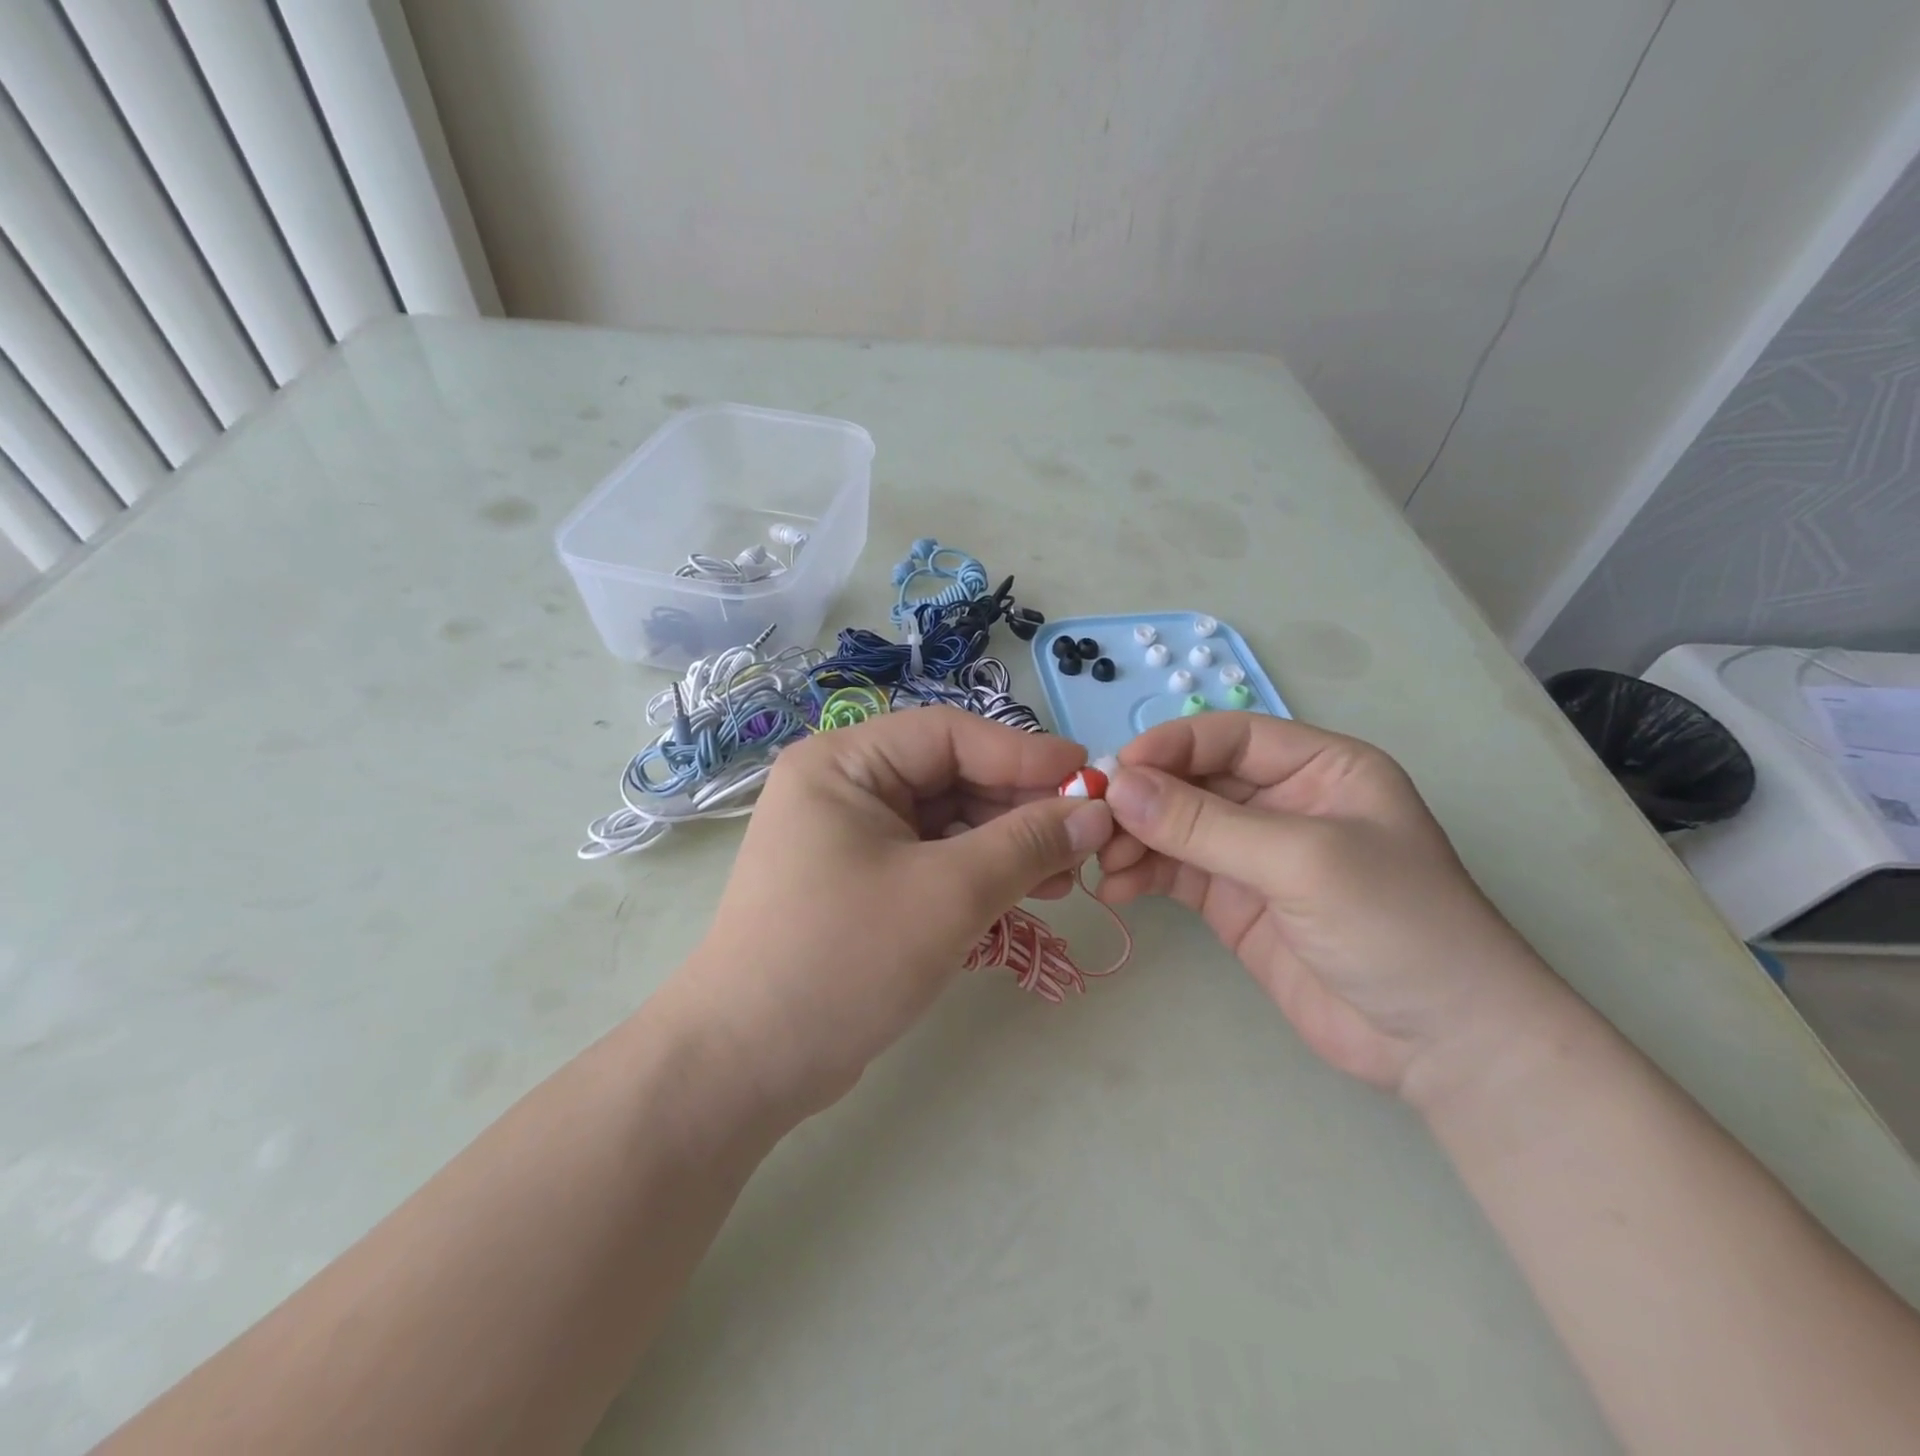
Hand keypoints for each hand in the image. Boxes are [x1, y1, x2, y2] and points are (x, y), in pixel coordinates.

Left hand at [681, 707, 1113, 1114]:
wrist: (747, 1065)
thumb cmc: (843, 958)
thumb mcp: (948, 894)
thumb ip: (1027, 845)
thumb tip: (1096, 813)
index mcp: (844, 763)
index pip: (949, 735)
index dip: (1024, 753)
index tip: (1090, 777)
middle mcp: (844, 788)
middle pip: (952, 777)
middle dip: (1020, 809)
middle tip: (1084, 841)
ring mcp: (851, 837)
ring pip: (948, 823)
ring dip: (1007, 846)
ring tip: (1065, 879)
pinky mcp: (862, 883)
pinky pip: (933, 860)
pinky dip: (979, 875)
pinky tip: (1024, 897)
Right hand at [1097, 713, 1560, 1096]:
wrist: (1442, 1046)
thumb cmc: (1397, 925)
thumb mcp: (1302, 861)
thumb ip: (1205, 824)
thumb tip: (1120, 787)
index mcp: (1319, 768)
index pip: (1229, 738)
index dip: (1170, 746)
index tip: (1116, 771)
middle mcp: (1282, 802)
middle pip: (1194, 782)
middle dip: (1144, 800)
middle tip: (1093, 823)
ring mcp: (1254, 855)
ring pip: (1176, 828)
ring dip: (1134, 839)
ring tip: (1101, 862)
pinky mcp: (1234, 902)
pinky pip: (1175, 873)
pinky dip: (1141, 875)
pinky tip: (1114, 889)